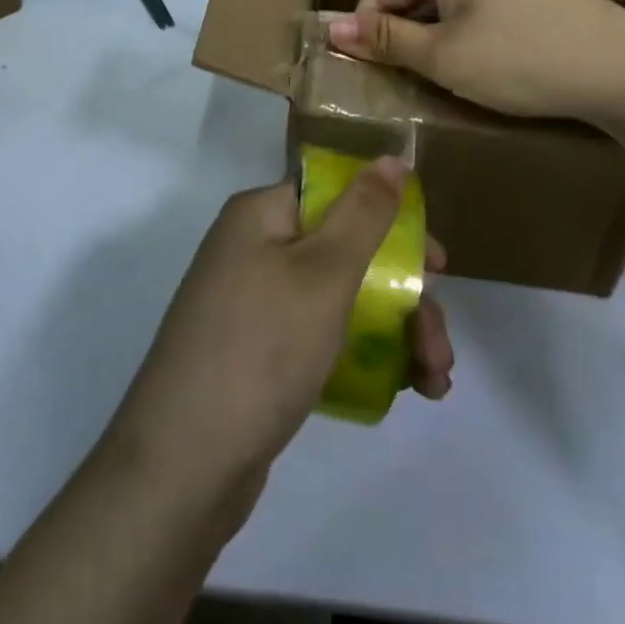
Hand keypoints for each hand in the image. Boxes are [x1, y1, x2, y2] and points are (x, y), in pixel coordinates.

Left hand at [104, 158, 451, 514]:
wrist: (183, 465)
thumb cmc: (261, 348)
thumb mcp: (324, 273)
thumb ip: (364, 213)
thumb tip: (391, 158)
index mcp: (262, 215)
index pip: (338, 194)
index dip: (391, 221)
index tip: (438, 264)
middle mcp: (255, 249)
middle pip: (347, 252)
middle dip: (405, 296)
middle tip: (440, 345)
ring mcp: (254, 304)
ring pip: (342, 299)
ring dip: (395, 333)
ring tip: (435, 381)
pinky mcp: (259, 354)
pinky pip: (322, 337)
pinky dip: (364, 356)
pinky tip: (404, 390)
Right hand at [325, 0, 624, 121]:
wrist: (622, 66)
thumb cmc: (520, 59)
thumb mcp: (443, 56)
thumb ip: (387, 40)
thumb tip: (333, 28)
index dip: (366, 31)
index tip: (360, 71)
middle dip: (402, 32)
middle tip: (400, 79)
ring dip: (433, 33)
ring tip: (437, 74)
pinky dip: (464, 28)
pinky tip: (476, 59)